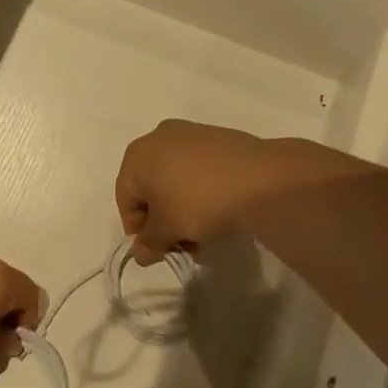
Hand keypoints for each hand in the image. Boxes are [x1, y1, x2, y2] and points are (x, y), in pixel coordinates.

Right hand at [116, 120, 343, 263]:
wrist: (261, 180)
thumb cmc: (199, 202)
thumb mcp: (167, 230)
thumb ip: (148, 243)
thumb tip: (140, 253)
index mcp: (136, 155)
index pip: (125, 201)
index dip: (137, 232)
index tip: (157, 252)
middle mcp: (158, 137)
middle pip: (151, 189)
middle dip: (163, 222)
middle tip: (181, 246)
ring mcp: (190, 134)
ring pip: (176, 181)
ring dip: (182, 211)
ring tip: (203, 236)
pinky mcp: (218, 138)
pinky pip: (198, 170)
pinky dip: (201, 193)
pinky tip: (218, 214)